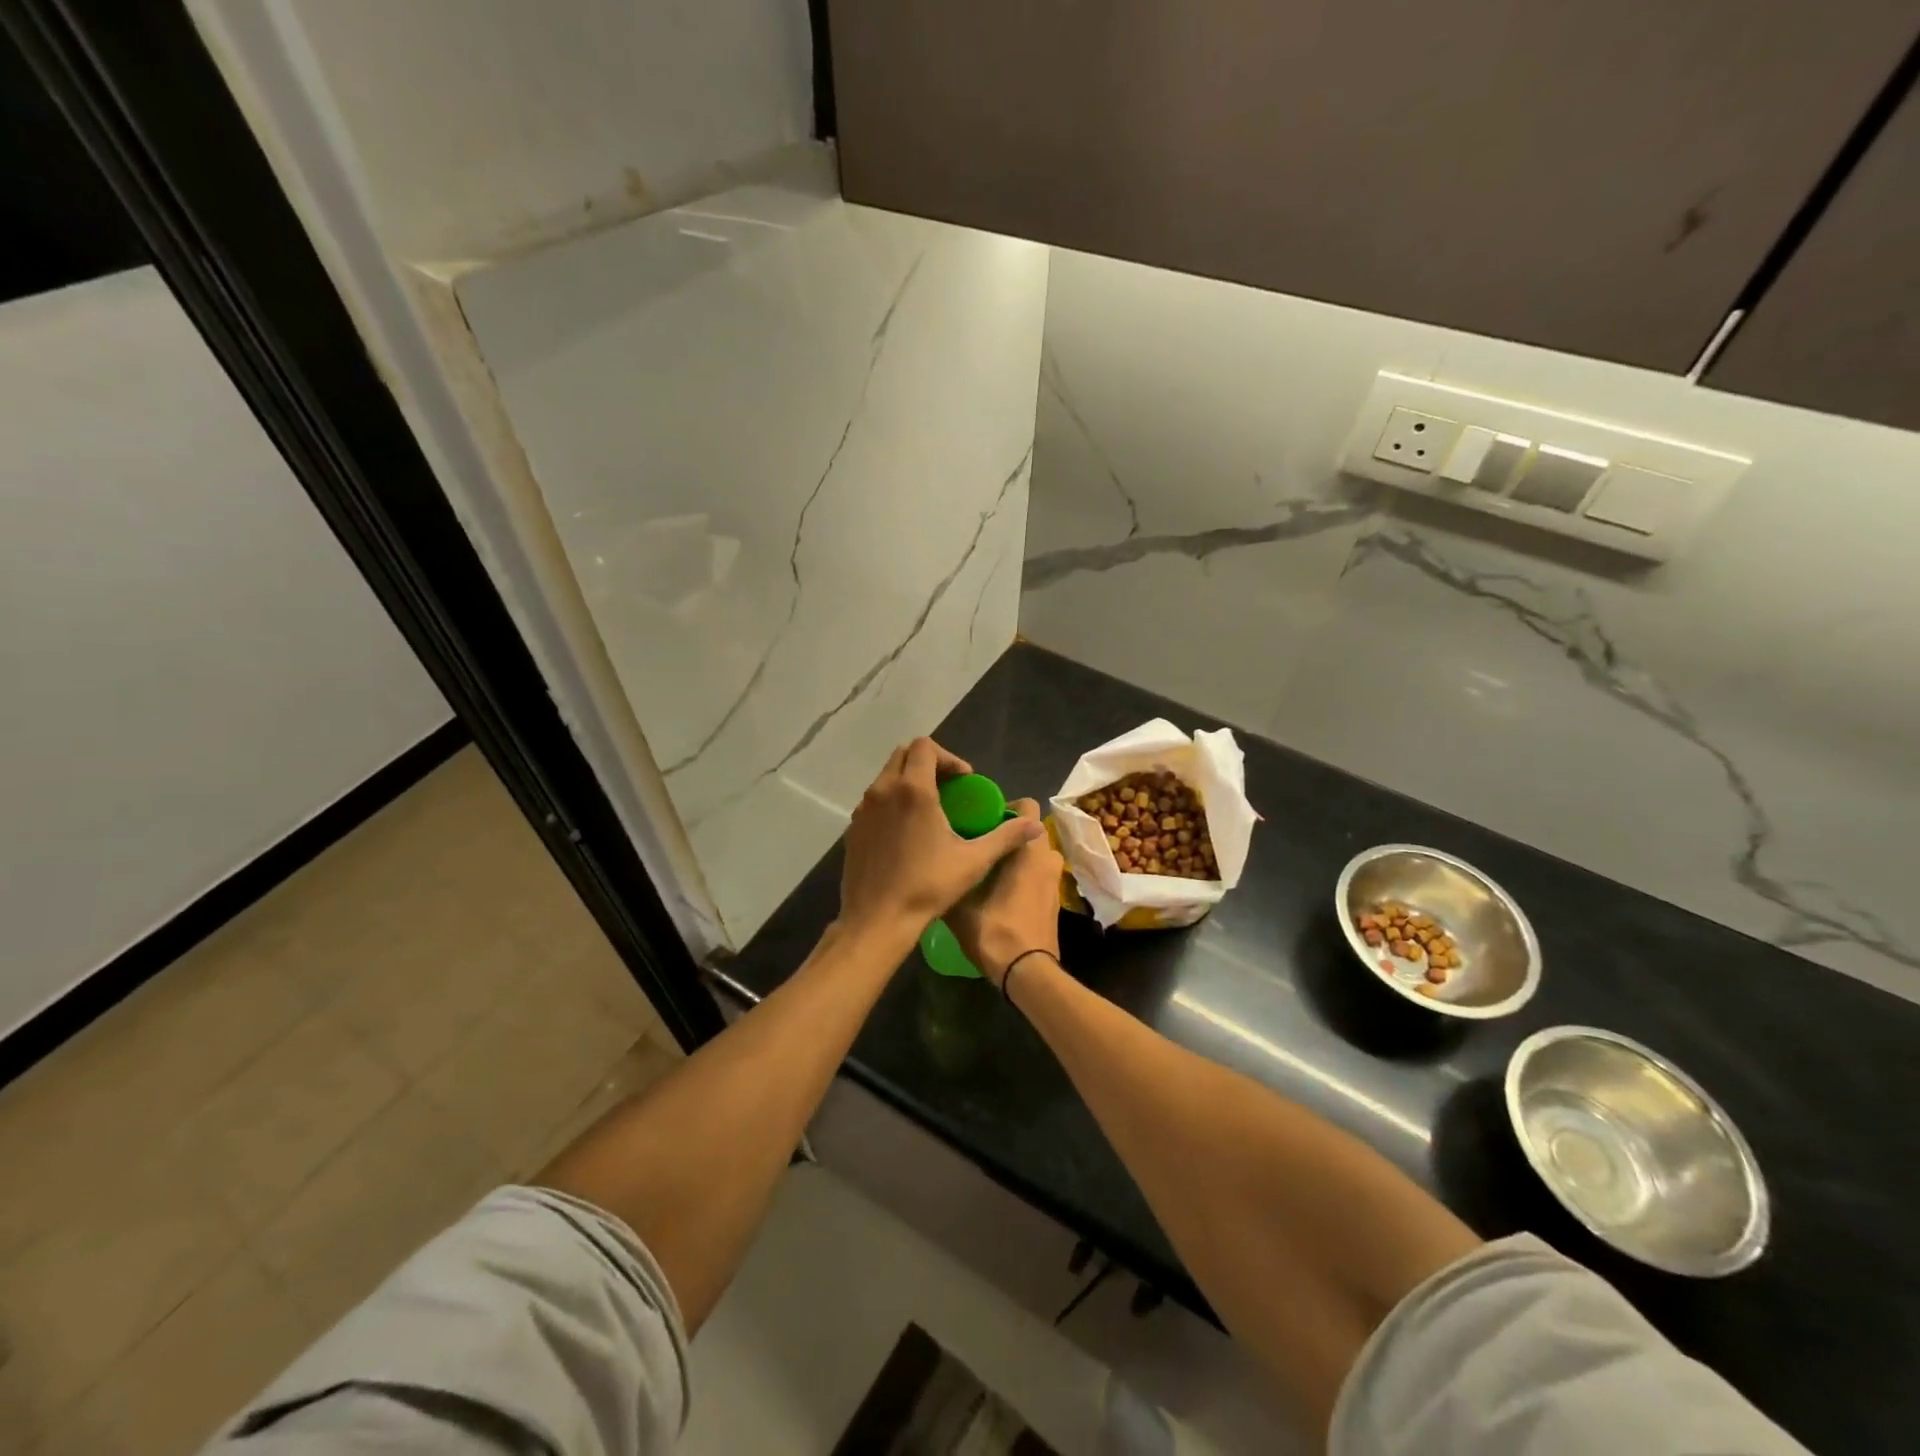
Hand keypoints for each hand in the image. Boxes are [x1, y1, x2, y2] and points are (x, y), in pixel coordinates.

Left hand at [839, 738, 1043, 941]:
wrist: (877, 919)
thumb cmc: (927, 886)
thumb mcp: (973, 861)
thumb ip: (1005, 837)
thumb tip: (1034, 824)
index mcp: (913, 790)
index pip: (925, 746)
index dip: (949, 757)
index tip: (965, 781)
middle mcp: (884, 790)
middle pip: (904, 754)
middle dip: (929, 763)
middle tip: (950, 788)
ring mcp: (864, 809)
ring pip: (887, 776)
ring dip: (909, 781)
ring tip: (930, 809)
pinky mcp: (854, 827)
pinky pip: (875, 800)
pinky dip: (892, 801)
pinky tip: (907, 832)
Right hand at [945, 798, 1064, 987]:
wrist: (1027, 973)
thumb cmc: (996, 932)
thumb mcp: (961, 906)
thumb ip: (950, 881)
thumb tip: (931, 871)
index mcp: (1028, 851)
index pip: (1028, 807)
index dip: (1006, 807)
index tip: (982, 819)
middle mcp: (1047, 859)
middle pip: (1031, 831)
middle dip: (1009, 833)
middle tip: (980, 843)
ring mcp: (1055, 881)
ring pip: (1036, 854)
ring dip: (1018, 856)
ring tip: (989, 867)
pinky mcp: (1055, 901)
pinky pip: (1040, 875)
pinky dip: (1025, 876)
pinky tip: (1001, 891)